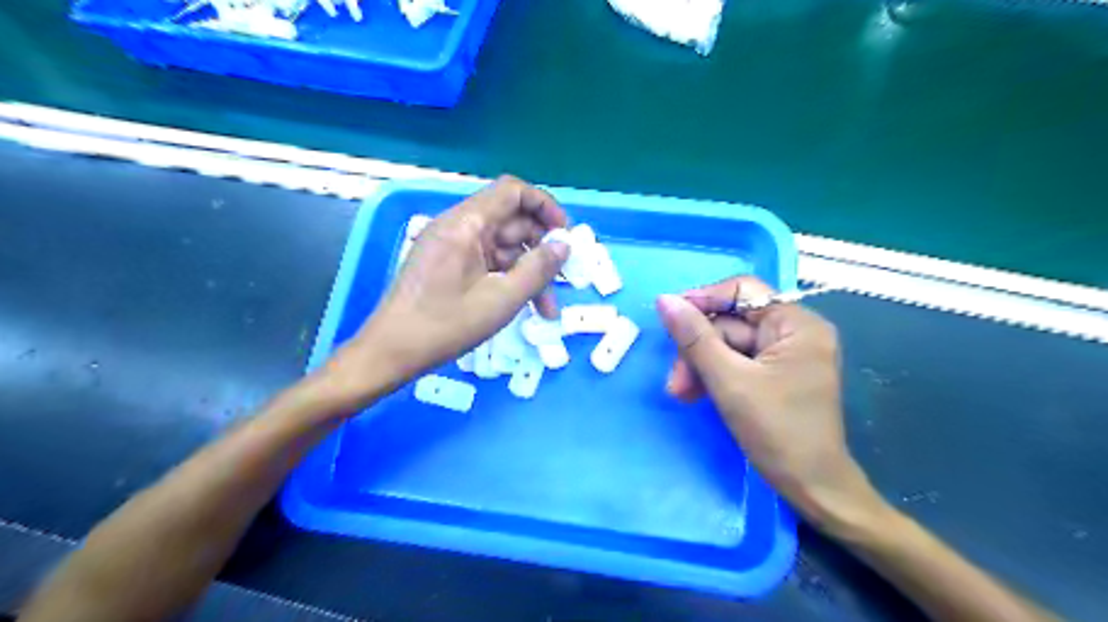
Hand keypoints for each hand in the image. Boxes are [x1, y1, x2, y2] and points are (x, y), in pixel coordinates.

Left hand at [332, 172, 564, 391]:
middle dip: (540, 250)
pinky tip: (523, 306)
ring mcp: (451, 247)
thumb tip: (564, 245)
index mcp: (465, 224)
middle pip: (511, 222)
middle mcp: (457, 227)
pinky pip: (487, 262)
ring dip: (527, 272)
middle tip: (562, 279)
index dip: (544, 206)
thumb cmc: (445, 325)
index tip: (564, 235)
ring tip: (546, 308)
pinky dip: (508, 279)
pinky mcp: (448, 266)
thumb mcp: (502, 299)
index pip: (512, 192)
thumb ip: (538, 269)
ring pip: (502, 247)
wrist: (390, 352)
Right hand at [656, 276, 882, 535]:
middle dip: (698, 349)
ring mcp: (785, 354)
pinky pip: (736, 362)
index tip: (670, 321)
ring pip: (728, 344)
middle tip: (675, 380)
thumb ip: (695, 338)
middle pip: (731, 322)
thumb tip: (665, 300)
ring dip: (700, 366)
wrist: (812, 489)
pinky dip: (714, 375)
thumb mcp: (729, 381)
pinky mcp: (775, 374)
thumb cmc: (777, 432)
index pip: (743, 291)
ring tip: (680, 393)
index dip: (704, 301)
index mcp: (796, 324)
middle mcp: (794, 332)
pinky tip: (695, 394)